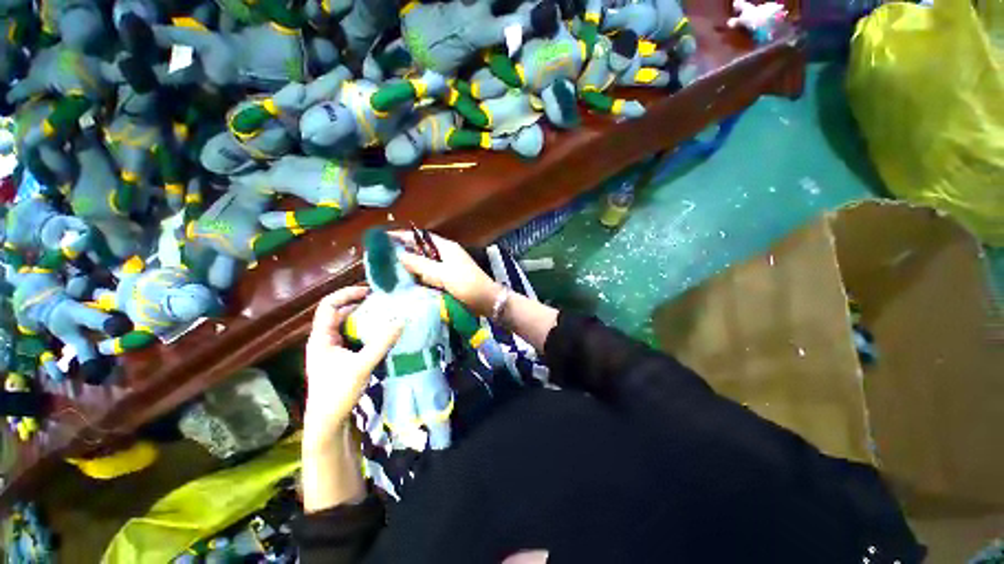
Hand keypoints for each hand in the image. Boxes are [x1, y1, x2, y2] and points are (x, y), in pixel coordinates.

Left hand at [304, 285, 402, 448]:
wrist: (327, 422)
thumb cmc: (337, 393)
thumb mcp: (362, 366)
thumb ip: (382, 343)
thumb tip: (402, 321)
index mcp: (320, 337)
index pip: (328, 305)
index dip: (347, 294)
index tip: (369, 292)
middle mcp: (324, 339)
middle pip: (339, 313)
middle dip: (360, 305)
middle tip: (383, 302)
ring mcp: (332, 349)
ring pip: (347, 325)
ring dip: (365, 318)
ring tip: (385, 314)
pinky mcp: (340, 358)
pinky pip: (353, 337)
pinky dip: (366, 331)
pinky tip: (381, 333)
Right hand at [390, 231, 500, 316]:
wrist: (486, 301)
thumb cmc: (467, 284)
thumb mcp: (443, 273)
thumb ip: (421, 265)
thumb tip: (398, 255)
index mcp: (445, 247)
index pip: (420, 237)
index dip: (402, 236)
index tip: (383, 239)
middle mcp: (445, 255)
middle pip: (420, 250)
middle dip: (403, 252)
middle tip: (382, 258)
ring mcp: (446, 267)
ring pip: (423, 264)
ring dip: (410, 266)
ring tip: (389, 270)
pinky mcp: (447, 279)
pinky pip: (429, 275)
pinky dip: (418, 277)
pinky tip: (406, 283)